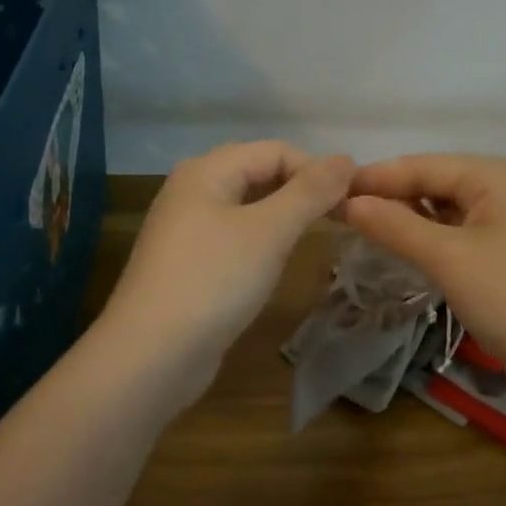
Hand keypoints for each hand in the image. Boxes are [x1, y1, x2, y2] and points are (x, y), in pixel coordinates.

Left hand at [101, 141, 354, 403]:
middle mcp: (192, 191)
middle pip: (258, 173)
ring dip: (283, 216)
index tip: (354, 202)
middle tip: (339, 217)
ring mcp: (186, 230)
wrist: (152, 355)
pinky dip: (261, 241)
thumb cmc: (214, 281)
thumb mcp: (270, 231)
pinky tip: (276, 262)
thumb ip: (310, 192)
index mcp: (206, 171)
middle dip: (301, 190)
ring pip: (246, 207)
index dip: (317, 169)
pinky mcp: (188, 265)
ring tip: (315, 235)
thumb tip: (346, 158)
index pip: (275, 150)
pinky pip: (233, 238)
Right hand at [341, 155, 505, 407]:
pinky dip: (432, 242)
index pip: (423, 165)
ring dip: (410, 221)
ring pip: (449, 212)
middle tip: (340, 216)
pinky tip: (405, 252)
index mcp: (498, 175)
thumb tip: (349, 202)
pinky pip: (463, 237)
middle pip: (437, 184)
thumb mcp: (449, 259)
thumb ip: (396, 226)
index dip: (375, 178)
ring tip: (363, 232)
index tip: (329, 191)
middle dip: (391, 198)